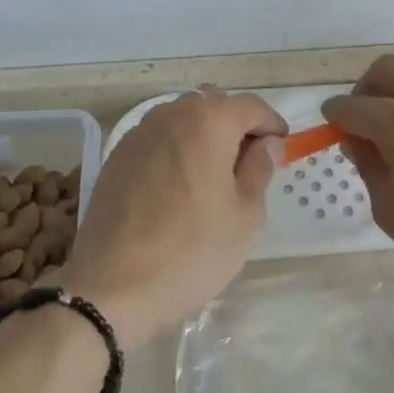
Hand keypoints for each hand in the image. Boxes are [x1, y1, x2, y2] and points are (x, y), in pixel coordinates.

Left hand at [62, 87, 286, 350]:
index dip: (271, 124)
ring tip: (214, 176)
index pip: (251, 106)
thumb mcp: (245, 215)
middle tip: (250, 164)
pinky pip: (158, 140)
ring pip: (183, 121)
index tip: (282, 147)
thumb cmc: (192, 250)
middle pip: (214, 107)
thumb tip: (266, 144)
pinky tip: (180, 187)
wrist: (111, 286)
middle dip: (236, 127)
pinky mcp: (117, 157)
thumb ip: (260, 169)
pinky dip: (176, 151)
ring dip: (204, 137)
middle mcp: (171, 115)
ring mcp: (138, 134)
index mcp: (208, 121)